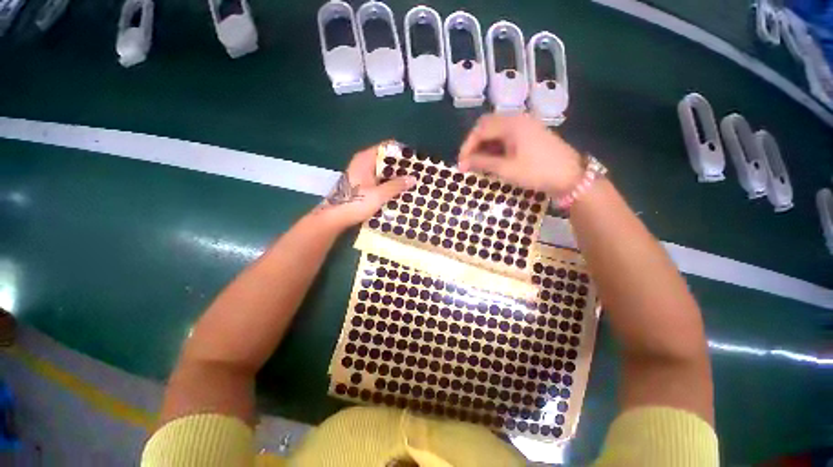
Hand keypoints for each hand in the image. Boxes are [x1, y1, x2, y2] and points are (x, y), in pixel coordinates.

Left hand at [316, 144, 415, 230]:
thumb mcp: (378, 195)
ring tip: (411, 182)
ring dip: (395, 176)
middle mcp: (363, 163)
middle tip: (417, 173)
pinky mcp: (361, 184)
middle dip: (400, 166)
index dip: (401, 152)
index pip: (387, 147)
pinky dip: (388, 183)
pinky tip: (398, 190)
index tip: (415, 160)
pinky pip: (378, 179)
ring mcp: (361, 174)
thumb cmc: (355, 203)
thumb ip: (396, 186)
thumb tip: (414, 178)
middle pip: (385, 159)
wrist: (334, 218)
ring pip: (382, 171)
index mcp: (365, 159)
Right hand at [458, 114, 583, 195]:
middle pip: (487, 126)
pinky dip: (496, 146)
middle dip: (474, 144)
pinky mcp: (530, 134)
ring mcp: (525, 126)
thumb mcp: (506, 169)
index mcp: (511, 124)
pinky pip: (506, 136)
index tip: (461, 163)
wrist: (571, 177)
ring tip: (479, 164)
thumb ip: (482, 163)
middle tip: (468, 162)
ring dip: (484, 146)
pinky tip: (493, 160)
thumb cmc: (537, 172)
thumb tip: (462, 163)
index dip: (467, 146)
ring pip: (496, 131)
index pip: (480, 129)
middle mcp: (517, 119)